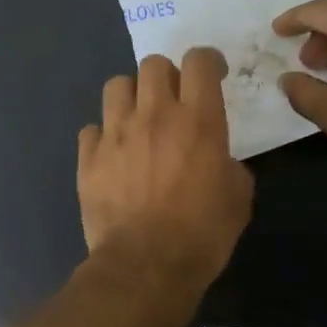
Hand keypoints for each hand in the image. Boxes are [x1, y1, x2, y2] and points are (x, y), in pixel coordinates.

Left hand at [79, 49, 254, 288]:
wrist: (145, 265)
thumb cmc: (202, 234)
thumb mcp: (238, 198)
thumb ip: (230, 165)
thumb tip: (219, 160)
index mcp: (198, 121)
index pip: (199, 61)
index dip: (208, 61)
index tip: (213, 75)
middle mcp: (154, 115)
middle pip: (153, 64)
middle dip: (166, 75)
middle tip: (173, 100)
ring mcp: (116, 133)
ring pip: (116, 85)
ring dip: (131, 96)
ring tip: (137, 120)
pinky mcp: (88, 157)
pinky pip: (91, 128)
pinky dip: (103, 136)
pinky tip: (112, 155)